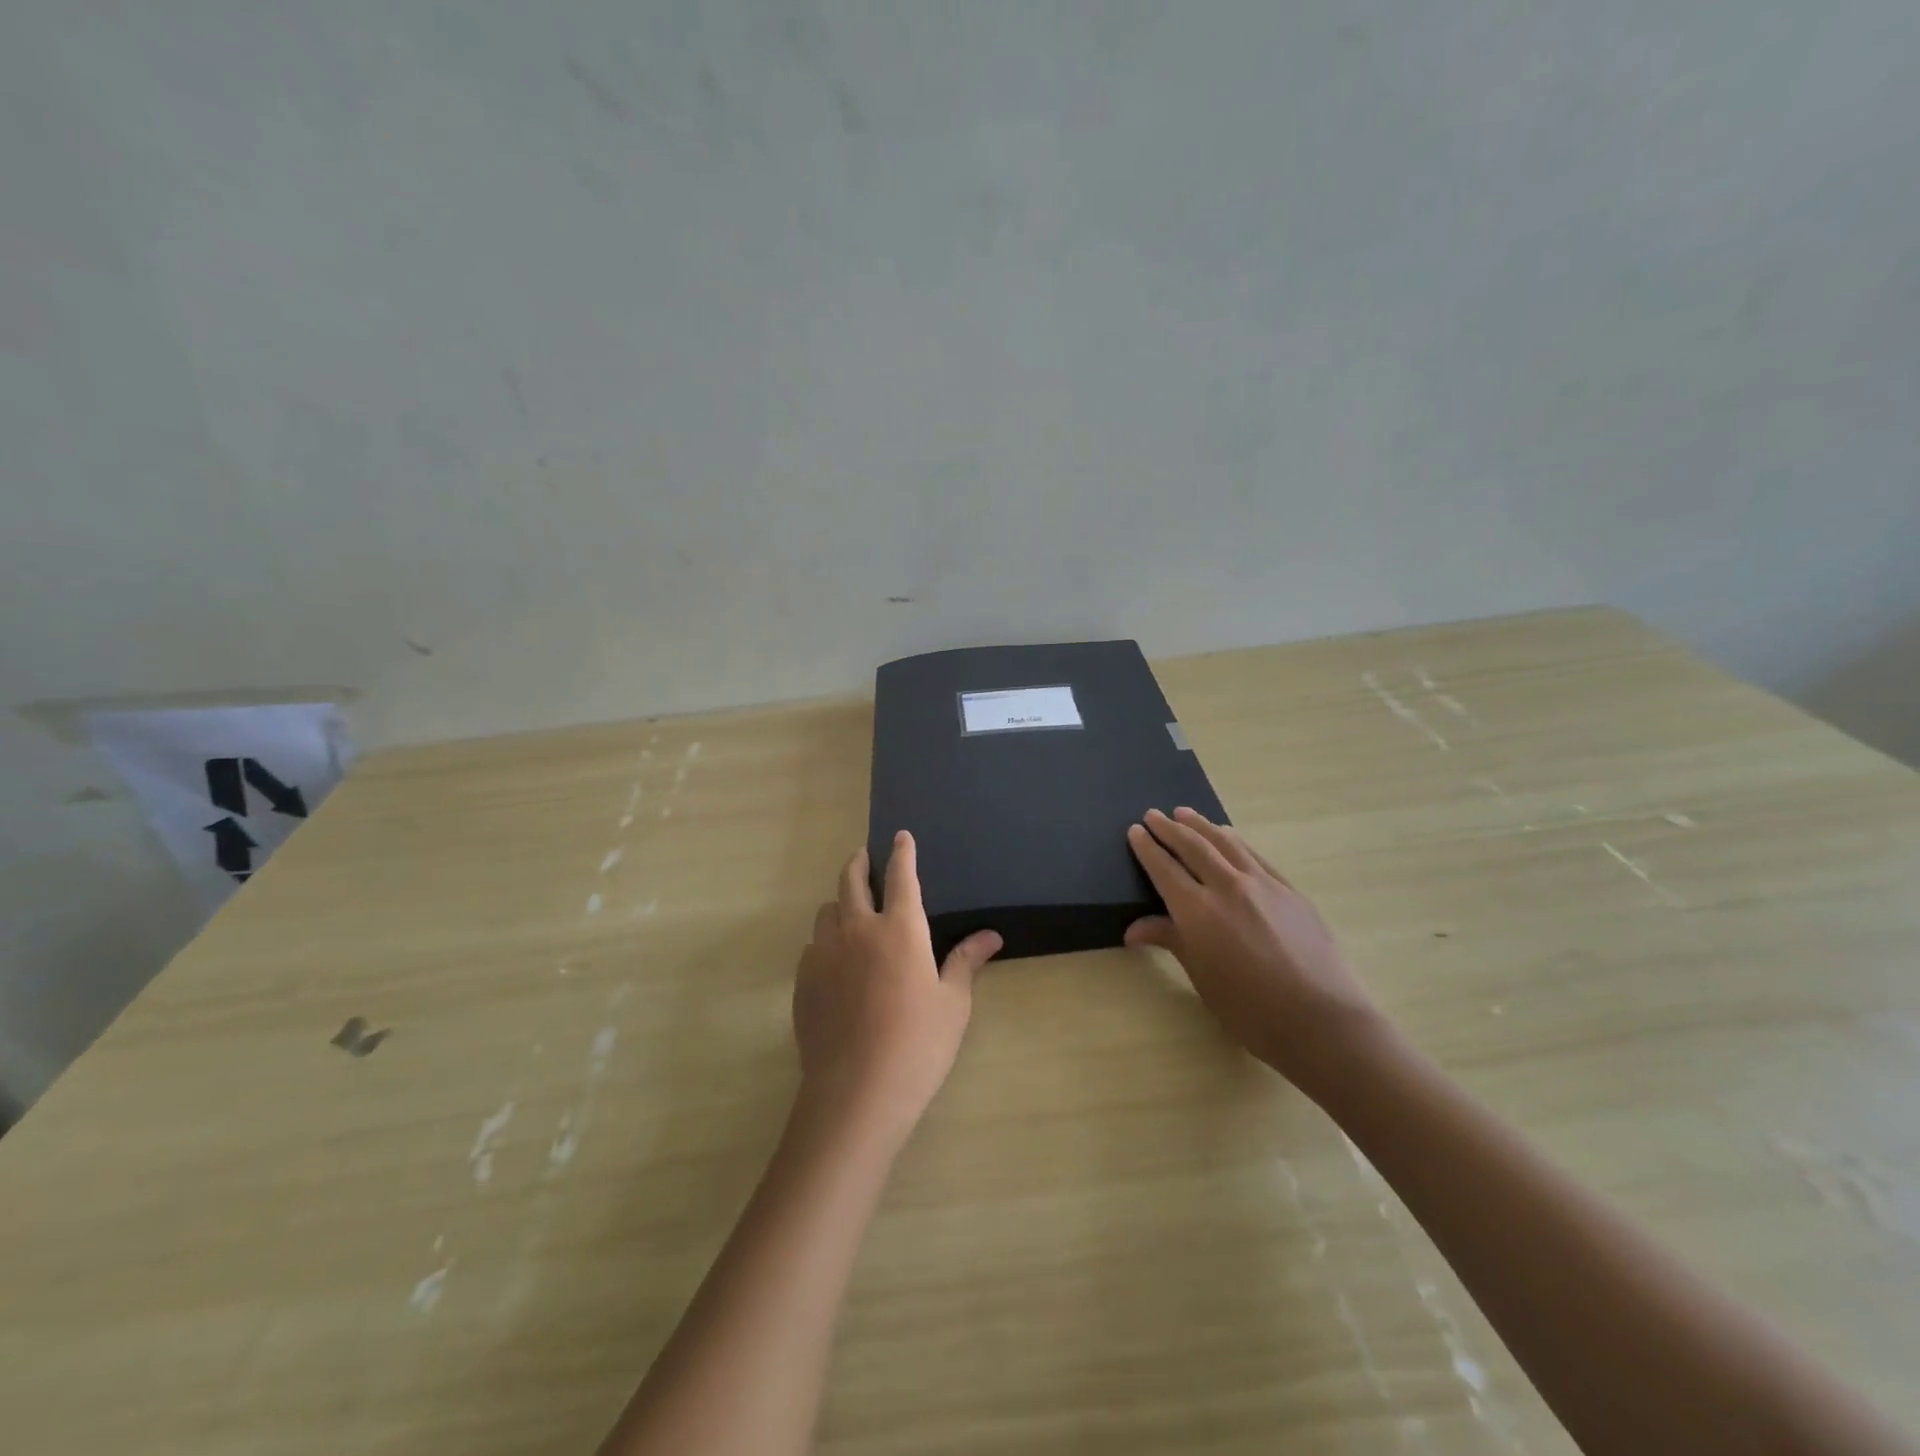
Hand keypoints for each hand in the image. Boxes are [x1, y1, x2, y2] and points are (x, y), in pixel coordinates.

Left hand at [792, 831, 1002, 1148]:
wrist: (857, 1091)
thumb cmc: (918, 1043)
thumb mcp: (952, 1003)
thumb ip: (966, 961)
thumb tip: (991, 936)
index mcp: (900, 928)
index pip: (901, 875)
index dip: (902, 852)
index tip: (900, 835)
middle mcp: (858, 929)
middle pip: (851, 881)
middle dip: (859, 863)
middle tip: (864, 858)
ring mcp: (825, 954)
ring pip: (826, 911)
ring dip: (839, 903)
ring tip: (849, 912)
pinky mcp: (803, 981)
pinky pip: (812, 947)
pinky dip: (824, 941)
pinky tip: (833, 961)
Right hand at [1126, 807, 1385, 1090]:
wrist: (1322, 1020)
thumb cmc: (1251, 1009)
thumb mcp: (1202, 977)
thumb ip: (1170, 940)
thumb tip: (1133, 929)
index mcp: (1198, 911)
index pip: (1164, 868)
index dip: (1147, 848)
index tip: (1135, 831)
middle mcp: (1227, 887)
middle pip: (1192, 846)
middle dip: (1169, 828)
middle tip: (1153, 814)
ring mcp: (1262, 884)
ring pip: (1225, 842)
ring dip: (1201, 825)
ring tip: (1185, 813)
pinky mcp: (1289, 890)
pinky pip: (1253, 855)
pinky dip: (1234, 841)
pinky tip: (1228, 836)